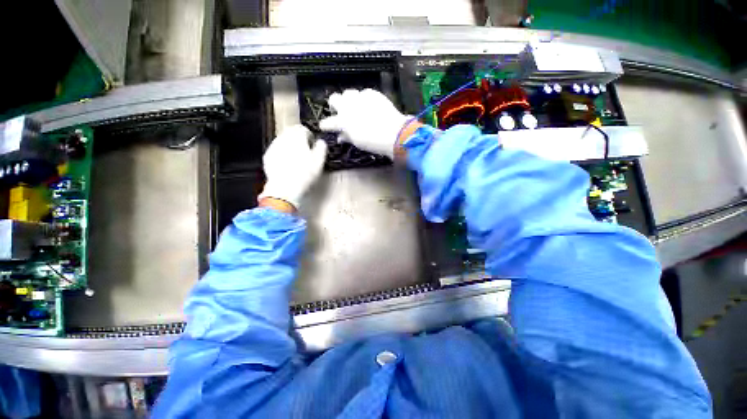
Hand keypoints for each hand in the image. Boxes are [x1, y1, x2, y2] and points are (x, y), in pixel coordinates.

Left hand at [258, 125, 326, 208]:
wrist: (285, 188)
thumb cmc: (304, 175)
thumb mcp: (319, 161)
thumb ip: (321, 148)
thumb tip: (321, 143)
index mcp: (297, 137)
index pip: (303, 129)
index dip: (309, 136)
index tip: (312, 144)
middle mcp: (283, 138)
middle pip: (292, 133)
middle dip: (299, 140)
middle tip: (305, 152)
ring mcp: (274, 147)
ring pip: (283, 142)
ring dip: (290, 147)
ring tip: (297, 160)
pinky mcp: (268, 156)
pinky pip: (277, 151)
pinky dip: (283, 155)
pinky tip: (288, 165)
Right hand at [319, 89, 411, 158]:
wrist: (393, 133)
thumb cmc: (373, 142)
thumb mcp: (357, 142)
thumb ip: (347, 137)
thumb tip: (340, 136)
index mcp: (342, 121)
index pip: (328, 122)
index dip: (325, 125)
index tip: (325, 126)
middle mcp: (348, 106)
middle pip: (334, 98)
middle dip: (335, 105)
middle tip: (341, 113)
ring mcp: (360, 98)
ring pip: (348, 93)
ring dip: (349, 100)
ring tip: (355, 107)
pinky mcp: (372, 94)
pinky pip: (364, 93)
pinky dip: (364, 99)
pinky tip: (369, 106)